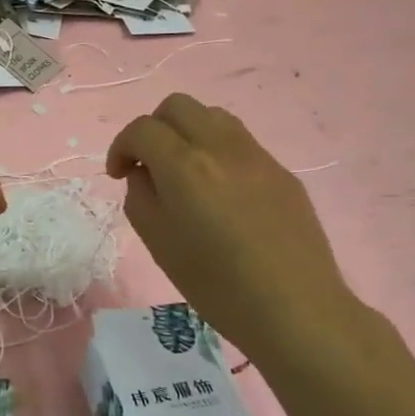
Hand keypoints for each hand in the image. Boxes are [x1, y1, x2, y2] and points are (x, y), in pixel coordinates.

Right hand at [108, 94, 358, 359]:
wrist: (295, 309)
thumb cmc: (216, 285)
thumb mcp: (158, 243)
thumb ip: (141, 197)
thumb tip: (145, 174)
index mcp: (185, 166)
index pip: (142, 129)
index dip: (121, 146)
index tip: (119, 175)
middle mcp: (221, 147)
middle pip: (177, 106)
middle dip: (153, 128)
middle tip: (148, 164)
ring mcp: (257, 155)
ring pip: (212, 115)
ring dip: (187, 132)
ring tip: (184, 172)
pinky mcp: (281, 171)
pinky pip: (240, 142)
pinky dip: (216, 151)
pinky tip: (220, 192)